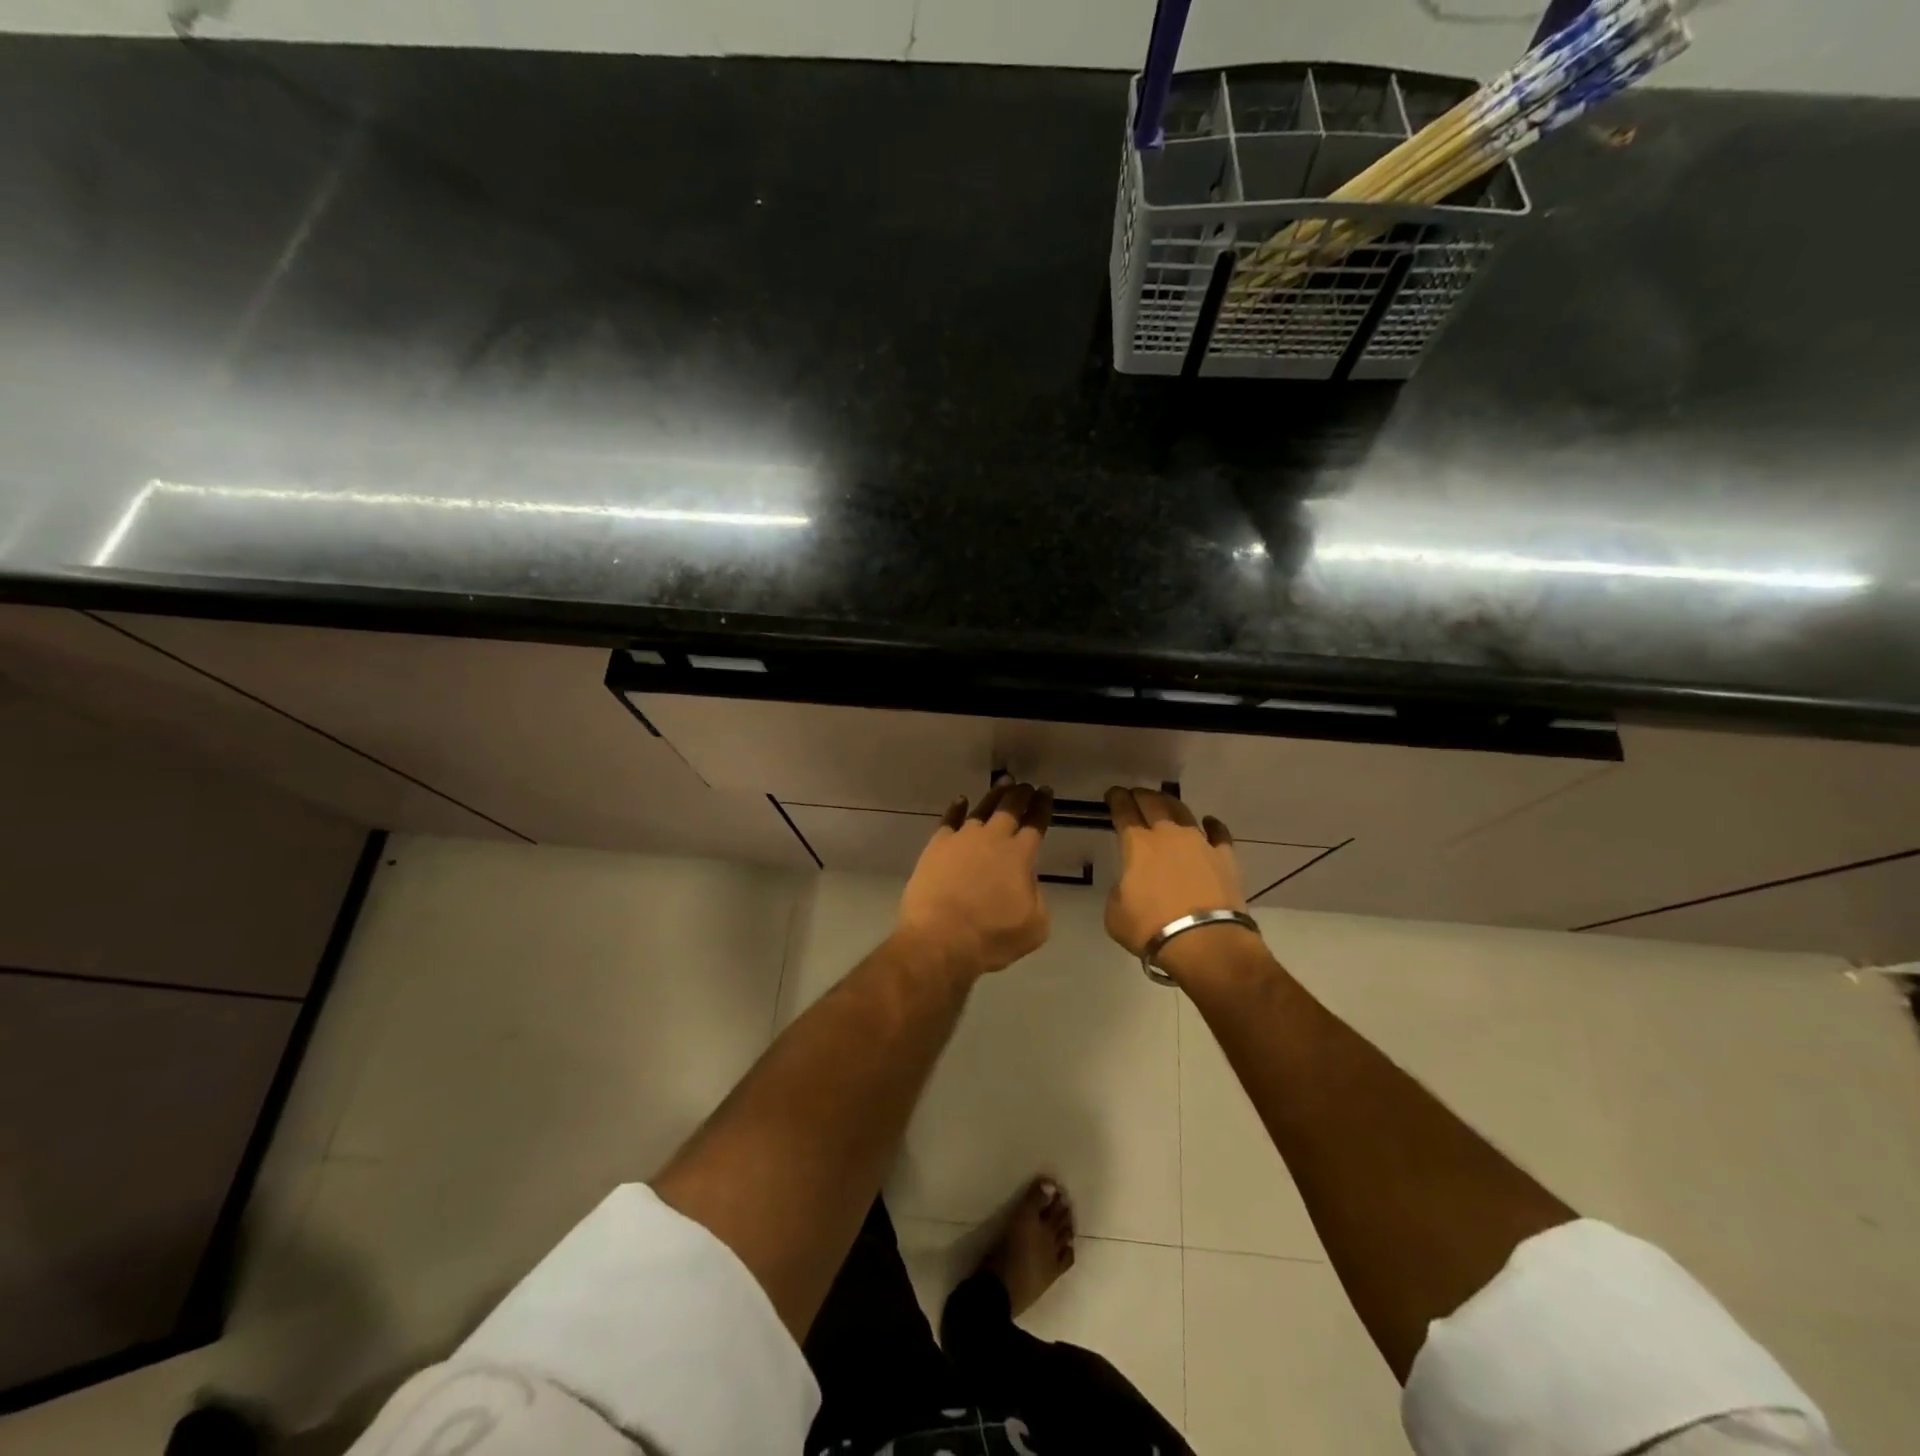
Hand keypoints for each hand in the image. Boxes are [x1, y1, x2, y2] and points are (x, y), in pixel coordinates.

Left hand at [896, 782, 1054, 979]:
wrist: (939, 939)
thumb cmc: (991, 937)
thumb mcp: (1034, 926)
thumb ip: (1037, 898)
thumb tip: (1026, 883)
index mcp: (1019, 856)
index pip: (1036, 824)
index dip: (1042, 806)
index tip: (1046, 791)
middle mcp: (992, 839)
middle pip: (1010, 809)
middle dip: (1021, 795)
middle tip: (1026, 785)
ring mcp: (961, 839)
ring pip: (981, 809)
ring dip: (994, 796)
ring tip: (1002, 784)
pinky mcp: (936, 846)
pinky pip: (949, 820)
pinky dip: (956, 808)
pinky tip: (961, 801)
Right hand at [1104, 787, 1257, 977]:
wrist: (1204, 943)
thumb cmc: (1151, 928)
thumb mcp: (1115, 913)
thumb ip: (1119, 891)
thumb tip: (1129, 886)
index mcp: (1137, 844)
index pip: (1124, 811)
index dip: (1116, 799)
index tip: (1113, 793)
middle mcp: (1168, 835)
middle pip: (1153, 803)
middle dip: (1141, 795)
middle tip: (1135, 794)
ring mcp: (1200, 843)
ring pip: (1183, 812)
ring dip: (1170, 804)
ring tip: (1164, 802)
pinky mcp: (1225, 857)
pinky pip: (1219, 833)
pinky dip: (1212, 825)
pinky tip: (1209, 822)